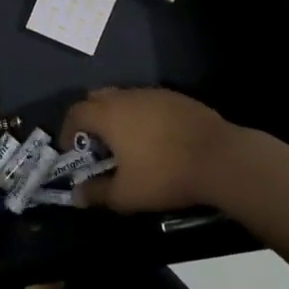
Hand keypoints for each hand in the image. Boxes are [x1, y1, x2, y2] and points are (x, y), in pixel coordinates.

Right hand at [60, 87, 238, 212]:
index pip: (75, 113)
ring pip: (124, 99)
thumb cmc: (165, 174)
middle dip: (91, 120)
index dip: (68, 132)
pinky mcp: (176, 98)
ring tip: (127, 145)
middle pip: (97, 99)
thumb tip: (77, 195)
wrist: (220, 158)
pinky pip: (148, 103)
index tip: (72, 152)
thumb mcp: (126, 194)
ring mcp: (153, 93)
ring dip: (118, 117)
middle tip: (97, 146)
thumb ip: (97, 193)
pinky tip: (156, 140)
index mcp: (108, 114)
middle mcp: (126, 96)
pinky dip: (142, 117)